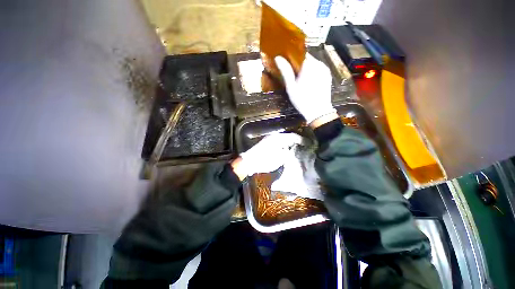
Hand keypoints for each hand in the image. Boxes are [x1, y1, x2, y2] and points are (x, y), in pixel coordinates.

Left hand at [231, 133, 303, 179]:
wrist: (249, 162)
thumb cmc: (264, 161)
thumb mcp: (279, 159)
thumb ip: (288, 153)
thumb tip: (294, 150)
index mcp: (278, 138)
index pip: (293, 136)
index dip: (302, 140)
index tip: (309, 144)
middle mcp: (275, 136)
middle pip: (289, 137)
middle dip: (297, 141)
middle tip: (304, 147)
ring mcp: (270, 139)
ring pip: (284, 139)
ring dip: (291, 143)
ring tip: (298, 149)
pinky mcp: (267, 143)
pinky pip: (279, 142)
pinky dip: (285, 145)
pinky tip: (287, 150)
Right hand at [275, 54, 336, 124]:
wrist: (319, 112)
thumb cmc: (302, 100)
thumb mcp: (291, 87)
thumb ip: (286, 71)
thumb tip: (278, 58)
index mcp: (309, 65)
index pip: (300, 53)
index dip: (292, 57)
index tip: (286, 63)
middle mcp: (319, 64)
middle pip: (307, 58)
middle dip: (299, 64)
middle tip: (292, 74)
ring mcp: (325, 69)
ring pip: (312, 63)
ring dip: (305, 68)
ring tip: (299, 79)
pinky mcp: (328, 75)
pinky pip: (318, 69)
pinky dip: (312, 72)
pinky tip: (307, 82)